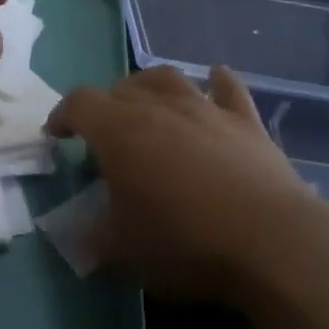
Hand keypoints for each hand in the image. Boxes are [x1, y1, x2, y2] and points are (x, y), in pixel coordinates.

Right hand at [47, 64, 328, 302]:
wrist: (271, 242)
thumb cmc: (183, 242)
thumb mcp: (122, 250)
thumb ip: (90, 236)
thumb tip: (75, 232)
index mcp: (118, 130)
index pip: (79, 104)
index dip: (63, 116)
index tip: (57, 136)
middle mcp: (158, 106)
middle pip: (120, 88)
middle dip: (103, 105)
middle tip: (102, 133)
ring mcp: (205, 108)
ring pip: (168, 78)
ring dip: (149, 86)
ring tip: (146, 103)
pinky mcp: (246, 122)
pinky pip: (228, 89)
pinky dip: (217, 82)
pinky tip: (214, 79)